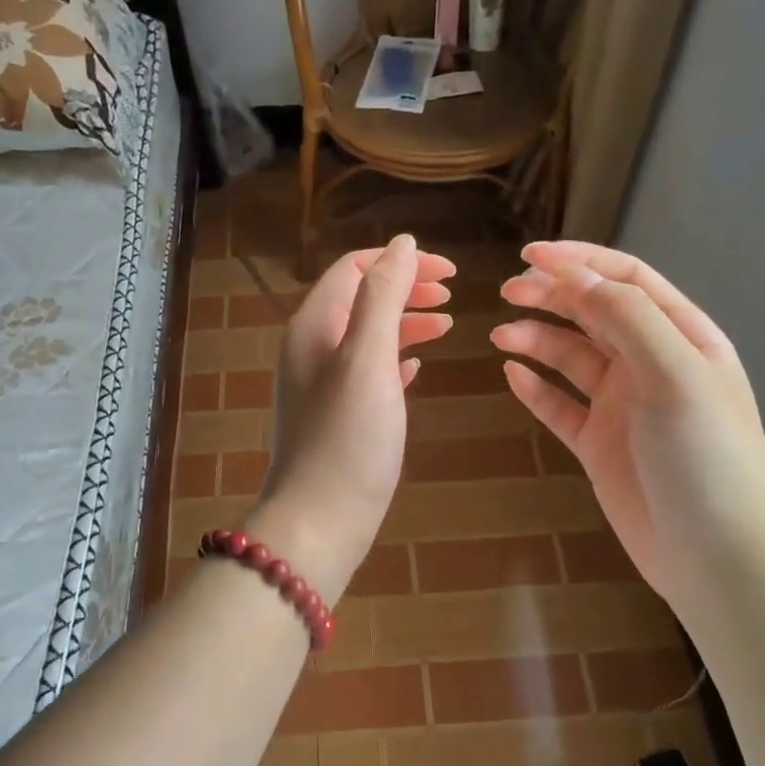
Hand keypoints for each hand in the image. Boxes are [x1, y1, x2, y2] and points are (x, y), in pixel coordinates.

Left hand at [248, 235, 455, 602]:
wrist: (320, 521)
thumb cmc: (347, 438)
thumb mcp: (368, 358)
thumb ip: (382, 297)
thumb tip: (402, 244)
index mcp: (314, 325)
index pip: (355, 268)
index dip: (401, 261)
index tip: (451, 271)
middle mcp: (312, 347)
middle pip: (361, 297)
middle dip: (406, 288)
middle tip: (452, 294)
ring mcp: (323, 383)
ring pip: (367, 334)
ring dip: (406, 322)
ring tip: (447, 326)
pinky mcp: (337, 415)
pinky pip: (369, 370)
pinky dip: (397, 358)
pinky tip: (419, 367)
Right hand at [492, 242, 764, 622]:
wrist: (720, 558)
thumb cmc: (707, 457)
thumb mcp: (675, 375)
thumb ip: (627, 318)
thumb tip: (576, 275)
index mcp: (682, 338)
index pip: (627, 280)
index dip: (580, 261)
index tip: (530, 256)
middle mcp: (652, 365)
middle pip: (594, 313)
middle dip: (552, 295)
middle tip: (507, 293)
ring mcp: (624, 407)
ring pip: (572, 358)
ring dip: (537, 340)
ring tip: (500, 336)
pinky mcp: (600, 445)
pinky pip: (560, 406)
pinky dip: (536, 389)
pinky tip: (512, 377)